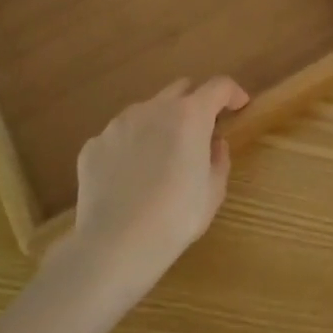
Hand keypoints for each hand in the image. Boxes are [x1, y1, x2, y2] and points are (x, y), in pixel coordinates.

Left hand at [71, 77, 247, 298]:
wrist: (114, 246)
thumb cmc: (175, 218)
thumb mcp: (213, 191)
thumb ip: (218, 158)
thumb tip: (213, 143)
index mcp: (189, 115)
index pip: (219, 86)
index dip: (233, 93)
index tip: (239, 106)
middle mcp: (153, 109)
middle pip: (181, 89)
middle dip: (195, 103)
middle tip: (199, 133)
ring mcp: (118, 124)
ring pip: (147, 111)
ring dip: (160, 124)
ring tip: (160, 160)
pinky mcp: (93, 145)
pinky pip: (120, 136)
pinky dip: (131, 147)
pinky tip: (130, 178)